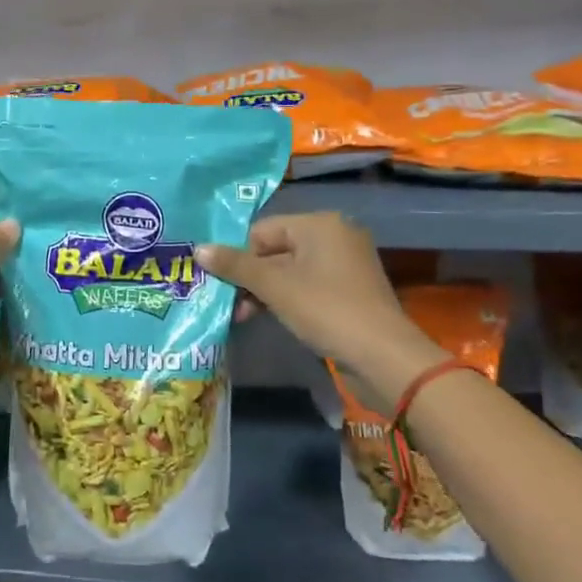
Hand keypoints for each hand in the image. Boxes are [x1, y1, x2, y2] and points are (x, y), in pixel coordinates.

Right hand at [196, 213, 446, 407]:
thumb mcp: (274, 287)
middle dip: (250, 278)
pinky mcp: (350, 291)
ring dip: (265, 292)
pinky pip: (308, 286)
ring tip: (244, 316)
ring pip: (290, 270)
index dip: (239, 257)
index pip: (262, 230)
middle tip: (229, 305)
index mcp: (319, 224)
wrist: (384, 358)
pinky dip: (287, 299)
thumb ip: (235, 266)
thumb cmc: (326, 310)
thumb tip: (198, 249)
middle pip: (275, 250)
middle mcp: (334, 236)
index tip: (222, 285)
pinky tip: (271, 318)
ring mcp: (345, 264)